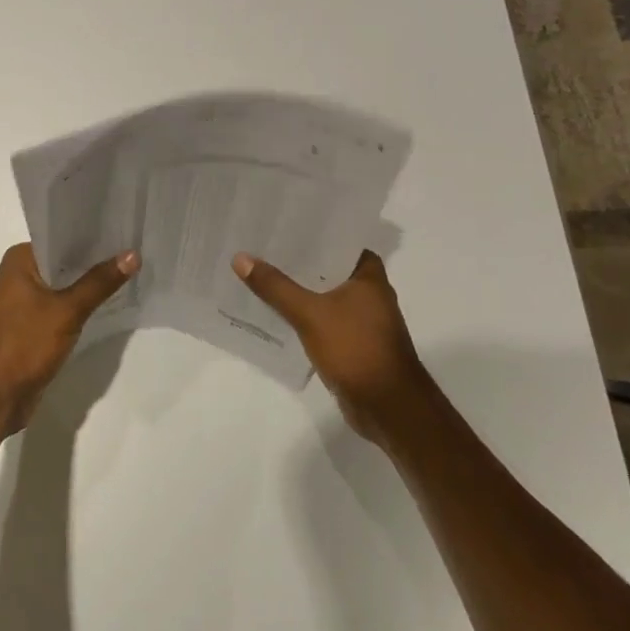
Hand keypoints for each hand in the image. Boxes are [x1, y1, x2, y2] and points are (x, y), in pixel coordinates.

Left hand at [0, 243, 139, 432]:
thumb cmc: (23, 345)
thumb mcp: (67, 311)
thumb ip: (99, 282)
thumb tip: (133, 254)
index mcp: (20, 259)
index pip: (62, 236)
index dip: (93, 233)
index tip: (125, 227)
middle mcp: (20, 274)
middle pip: (65, 260)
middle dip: (96, 259)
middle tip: (135, 249)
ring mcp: (24, 300)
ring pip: (65, 284)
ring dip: (90, 283)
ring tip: (131, 271)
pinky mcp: (32, 324)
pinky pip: (62, 305)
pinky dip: (82, 304)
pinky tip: (110, 300)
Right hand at [233, 249, 429, 439]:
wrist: (388, 408)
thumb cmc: (356, 349)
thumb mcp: (310, 313)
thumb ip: (275, 286)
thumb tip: (240, 257)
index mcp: (368, 275)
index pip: (338, 239)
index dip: (311, 230)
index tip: (281, 222)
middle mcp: (369, 292)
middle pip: (327, 267)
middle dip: (297, 260)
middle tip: (260, 245)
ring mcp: (362, 319)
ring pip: (323, 295)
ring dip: (298, 288)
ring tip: (260, 273)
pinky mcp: (352, 342)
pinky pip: (322, 318)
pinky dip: (302, 314)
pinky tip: (274, 311)